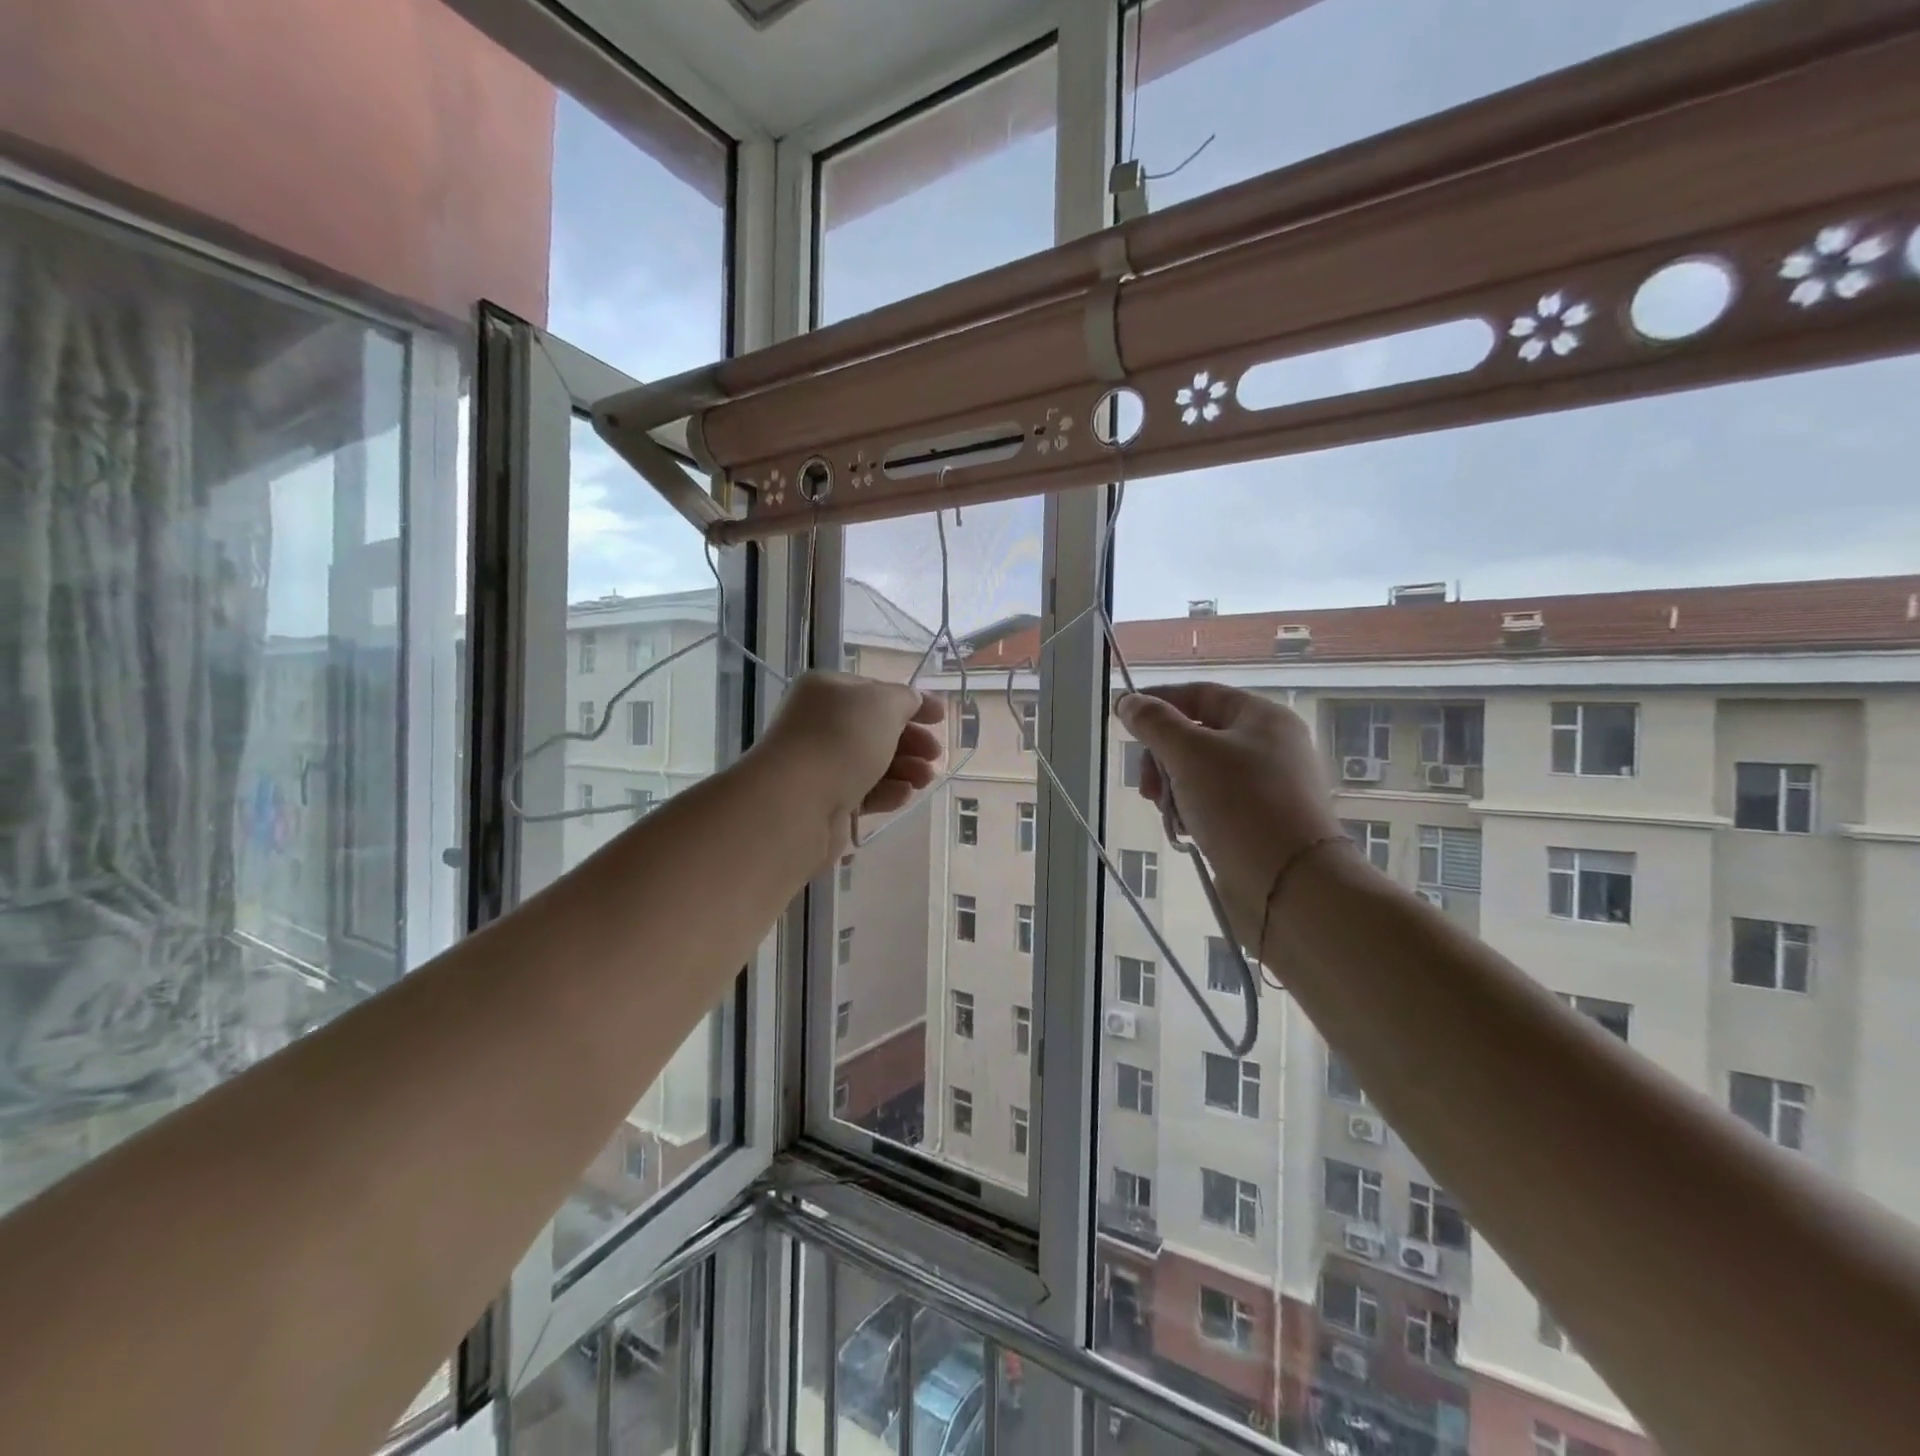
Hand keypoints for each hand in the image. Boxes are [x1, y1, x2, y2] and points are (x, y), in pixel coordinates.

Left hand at [756, 671, 944, 863]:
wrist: (798, 801)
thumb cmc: (842, 739)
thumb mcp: (884, 704)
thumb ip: (905, 699)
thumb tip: (911, 702)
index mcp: (827, 690)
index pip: (875, 691)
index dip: (911, 702)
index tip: (941, 717)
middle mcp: (819, 723)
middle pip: (876, 729)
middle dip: (911, 741)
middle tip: (935, 754)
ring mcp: (821, 764)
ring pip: (873, 763)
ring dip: (905, 768)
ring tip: (925, 778)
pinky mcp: (825, 801)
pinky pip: (864, 792)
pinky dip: (887, 792)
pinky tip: (904, 795)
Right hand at [1115, 684, 1346, 942]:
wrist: (1291, 885)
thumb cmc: (1240, 805)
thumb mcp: (1189, 755)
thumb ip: (1154, 723)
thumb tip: (1128, 701)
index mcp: (1262, 717)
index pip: (1199, 694)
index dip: (1158, 701)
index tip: (1123, 719)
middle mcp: (1269, 745)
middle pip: (1196, 736)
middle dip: (1163, 759)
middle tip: (1148, 789)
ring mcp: (1268, 785)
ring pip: (1200, 773)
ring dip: (1174, 790)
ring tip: (1170, 817)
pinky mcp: (1262, 820)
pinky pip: (1214, 803)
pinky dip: (1193, 813)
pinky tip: (1186, 833)